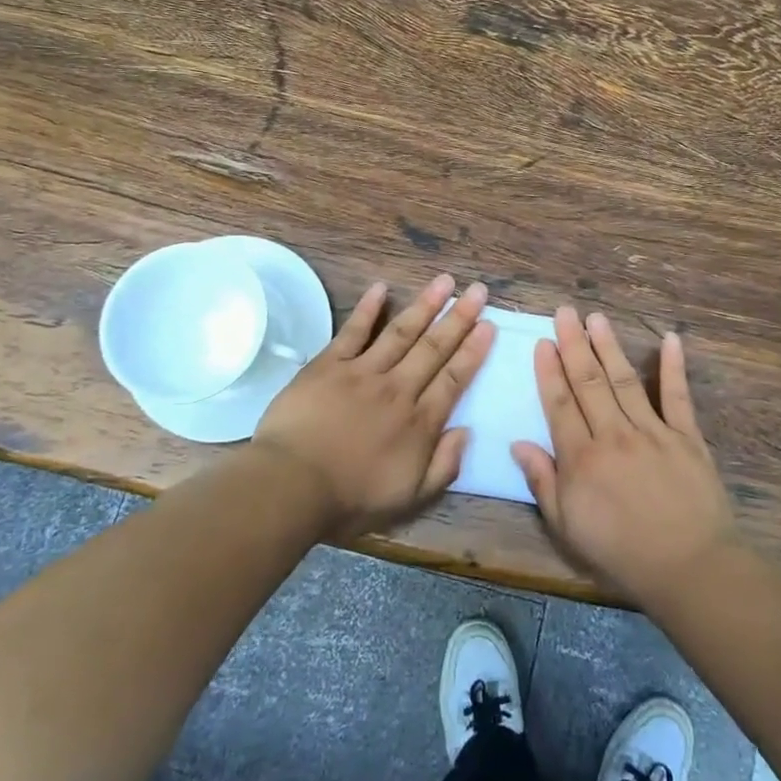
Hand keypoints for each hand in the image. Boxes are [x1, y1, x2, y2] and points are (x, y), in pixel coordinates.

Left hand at [255, 273, 493, 541]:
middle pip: (433, 348)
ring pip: (401, 332)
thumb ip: (443, 467)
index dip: (473, 351)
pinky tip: (381, 287)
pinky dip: (367, 308)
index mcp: (419, 423)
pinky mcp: (329, 365)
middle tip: (478, 290)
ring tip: (445, 281)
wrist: (292, 486)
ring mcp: (363, 372)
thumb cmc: (350, 499)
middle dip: (459, 318)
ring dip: (425, 305)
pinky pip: (353, 331)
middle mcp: (398, 389)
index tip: (489, 325)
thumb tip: (467, 431)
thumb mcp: (408, 499)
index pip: (453, 379)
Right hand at [511, 308, 740, 605]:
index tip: (542, 342)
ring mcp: (653, 432)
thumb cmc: (620, 553)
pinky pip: (678, 397)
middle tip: (565, 312)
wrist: (688, 568)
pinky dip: (674, 367)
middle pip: (588, 382)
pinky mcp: (687, 437)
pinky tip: (670, 339)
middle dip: (574, 345)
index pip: (559, 404)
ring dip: (609, 347)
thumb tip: (518, 443)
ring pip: (624, 381)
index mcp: (581, 458)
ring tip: (596, 318)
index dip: (549, 371)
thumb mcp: (567, 528)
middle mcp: (613, 435)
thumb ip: (543, 482)